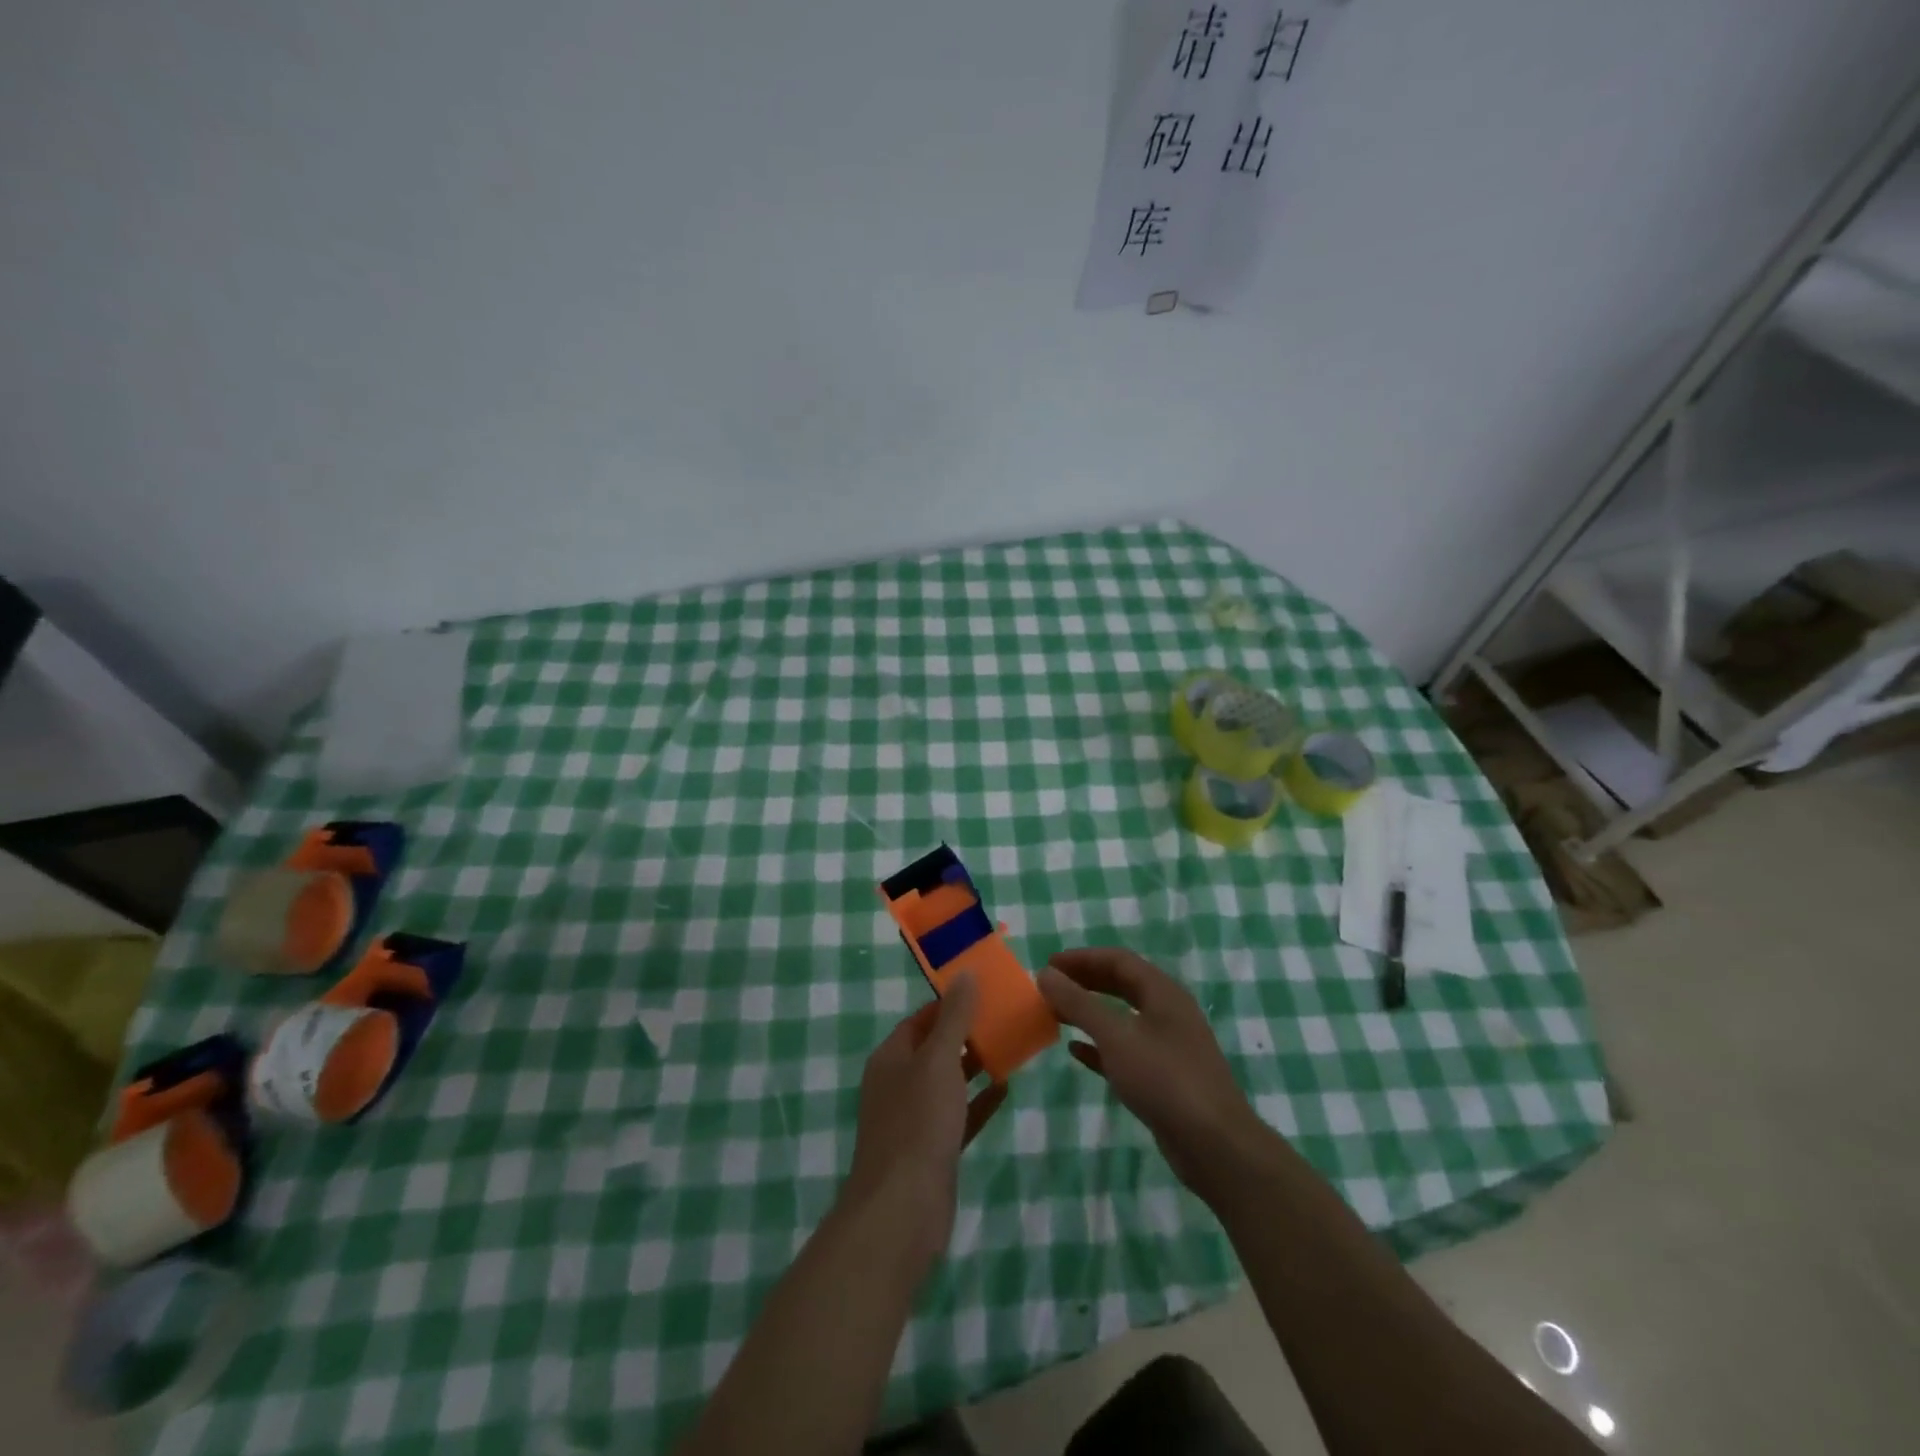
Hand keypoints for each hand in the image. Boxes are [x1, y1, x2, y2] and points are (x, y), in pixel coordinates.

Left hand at [842, 975, 1007, 1267]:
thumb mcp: (939, 1060)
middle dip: (966, 1033)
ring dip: (975, 1066)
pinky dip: (979, 1102)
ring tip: (1011, 1046)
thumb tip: (964, 974)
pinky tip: (1006, 1089)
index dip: (949, 1004)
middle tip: (1004, 1017)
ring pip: (948, 1083)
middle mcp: (899, 1083)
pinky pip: (959, 1115)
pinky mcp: (932, 1150)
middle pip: (935, 1049)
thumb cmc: (918, 1122)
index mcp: (891, 1057)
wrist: (902, 1209)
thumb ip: (954, 1018)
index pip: (921, 1019)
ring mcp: (915, 1119)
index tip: (983, 992)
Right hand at [1038, 948, 1264, 1199]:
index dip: (1082, 958)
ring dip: (1089, 1013)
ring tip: (1056, 1014)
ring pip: (1122, 1018)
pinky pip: (1125, 1050)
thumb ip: (1079, 1004)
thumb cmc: (1165, 1079)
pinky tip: (1076, 1051)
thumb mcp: (1116, 1036)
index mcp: (1163, 992)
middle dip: (1085, 982)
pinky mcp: (1163, 1078)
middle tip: (1050, 987)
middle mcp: (1168, 1012)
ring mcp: (1168, 1046)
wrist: (1215, 1146)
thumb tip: (1045, 974)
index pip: (1118, 960)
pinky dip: (1100, 1046)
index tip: (1049, 965)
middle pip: (1121, 985)